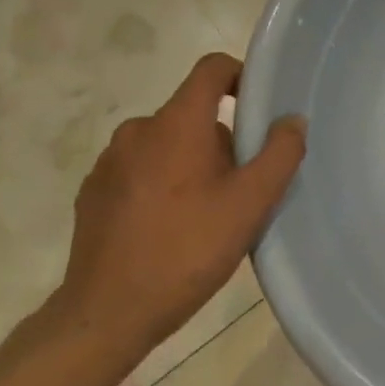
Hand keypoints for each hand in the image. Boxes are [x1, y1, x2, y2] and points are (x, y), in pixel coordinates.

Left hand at [53, 53, 306, 362]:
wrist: (105, 317)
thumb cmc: (186, 251)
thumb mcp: (250, 204)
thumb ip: (280, 153)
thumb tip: (292, 120)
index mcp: (176, 123)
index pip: (211, 68)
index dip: (240, 76)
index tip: (258, 108)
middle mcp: (138, 130)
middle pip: (193, 113)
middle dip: (221, 139)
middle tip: (238, 186)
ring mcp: (109, 162)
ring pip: (166, 143)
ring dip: (190, 163)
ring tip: (204, 213)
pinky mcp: (92, 192)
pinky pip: (138, 169)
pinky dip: (160, 183)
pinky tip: (168, 228)